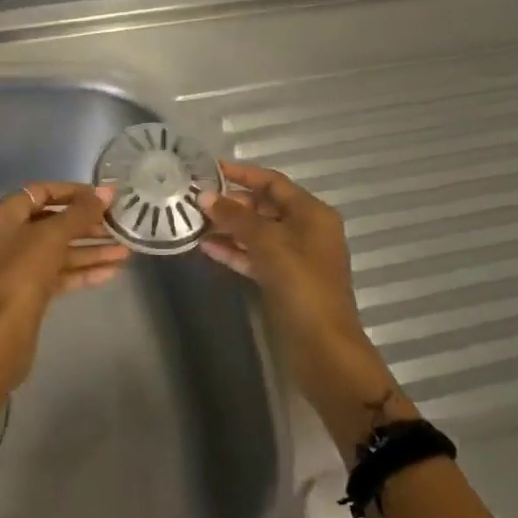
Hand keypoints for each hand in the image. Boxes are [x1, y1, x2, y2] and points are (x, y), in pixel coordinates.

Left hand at [0, 182, 126, 395]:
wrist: (0, 337)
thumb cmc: (22, 274)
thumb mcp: (52, 236)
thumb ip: (80, 213)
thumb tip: (106, 190)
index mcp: (3, 216)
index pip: (41, 192)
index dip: (73, 191)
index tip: (102, 196)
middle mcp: (7, 238)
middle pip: (51, 222)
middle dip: (86, 224)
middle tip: (118, 224)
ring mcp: (16, 267)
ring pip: (58, 251)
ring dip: (90, 250)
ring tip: (126, 251)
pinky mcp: (28, 293)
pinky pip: (58, 274)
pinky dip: (82, 271)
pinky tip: (112, 272)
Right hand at [201, 161, 407, 427]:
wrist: (323, 348)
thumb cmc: (301, 285)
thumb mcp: (267, 244)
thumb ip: (235, 217)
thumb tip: (204, 196)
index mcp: (312, 214)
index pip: (273, 182)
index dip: (242, 174)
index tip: (209, 169)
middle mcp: (306, 230)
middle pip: (264, 206)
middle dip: (231, 203)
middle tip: (195, 200)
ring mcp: (295, 258)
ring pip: (257, 233)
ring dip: (228, 227)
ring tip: (194, 222)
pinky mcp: (283, 281)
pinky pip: (255, 256)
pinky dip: (234, 251)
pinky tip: (206, 247)